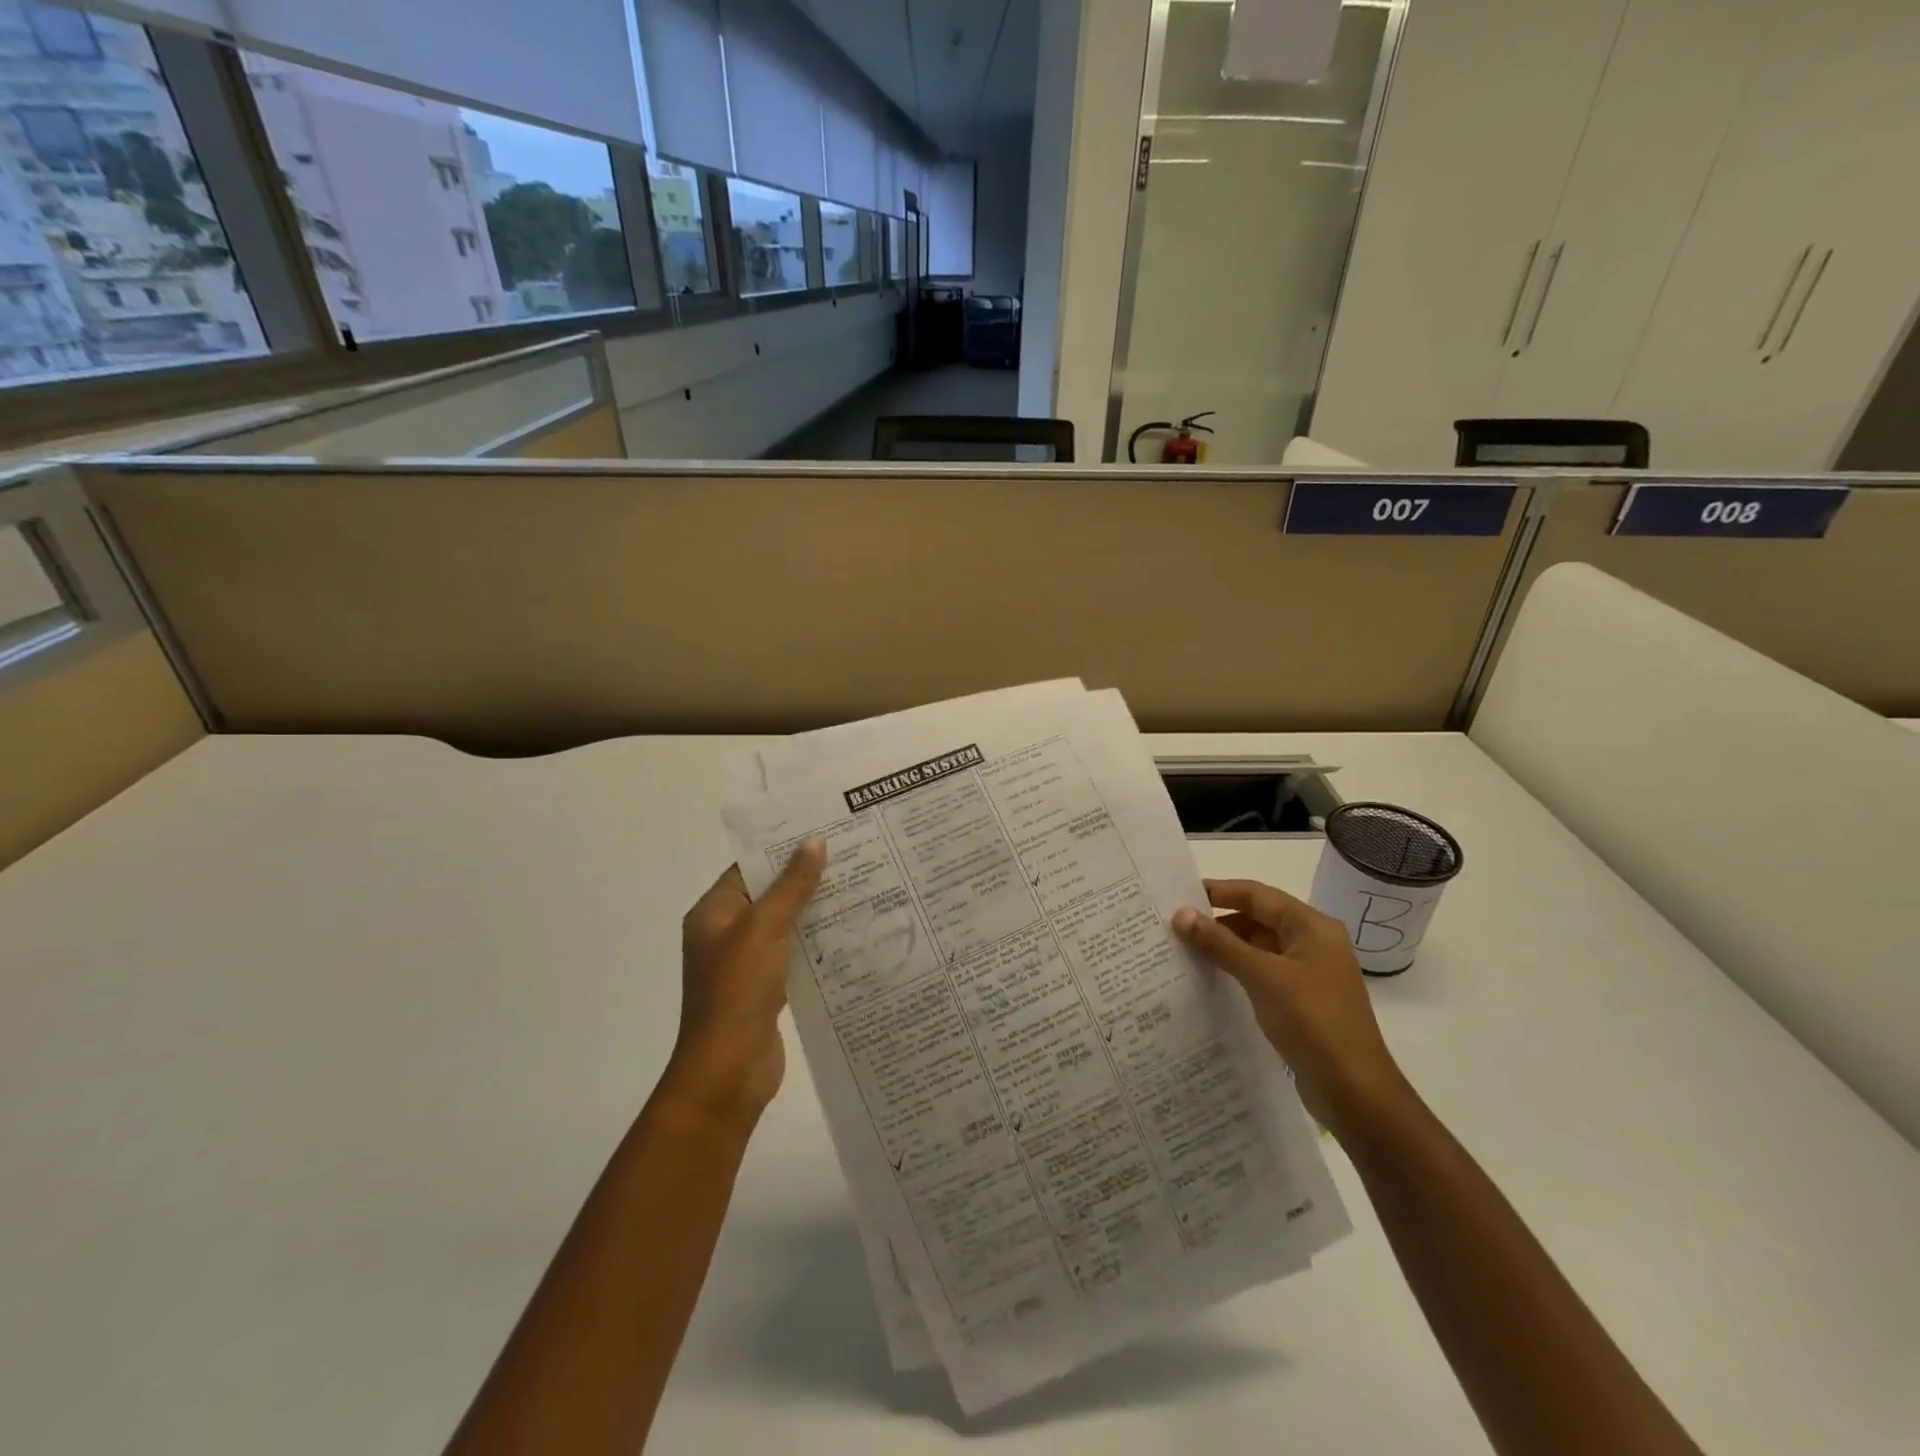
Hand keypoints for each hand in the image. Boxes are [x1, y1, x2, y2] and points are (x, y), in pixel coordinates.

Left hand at [660, 841, 825, 1127]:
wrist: (728, 1072)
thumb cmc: (737, 992)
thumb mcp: (763, 929)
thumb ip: (791, 886)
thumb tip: (814, 842)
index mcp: (712, 914)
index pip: (748, 868)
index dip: (782, 850)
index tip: (823, 833)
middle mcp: (725, 934)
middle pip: (768, 895)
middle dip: (805, 878)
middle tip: (851, 856)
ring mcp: (746, 964)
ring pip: (784, 925)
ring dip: (814, 911)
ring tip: (858, 887)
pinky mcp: (767, 989)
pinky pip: (793, 954)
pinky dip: (816, 943)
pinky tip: (850, 933)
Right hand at [1173, 878, 1411, 1135]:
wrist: (1354, 1090)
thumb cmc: (1312, 1021)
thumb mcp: (1262, 976)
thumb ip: (1220, 943)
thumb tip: (1180, 914)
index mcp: (1312, 927)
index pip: (1258, 895)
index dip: (1219, 891)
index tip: (1180, 895)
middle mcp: (1312, 943)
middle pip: (1258, 919)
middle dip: (1218, 921)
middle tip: (1175, 926)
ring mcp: (1308, 974)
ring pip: (1258, 948)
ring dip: (1225, 947)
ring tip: (1184, 951)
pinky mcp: (1301, 1001)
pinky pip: (1262, 973)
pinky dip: (1237, 971)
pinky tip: (1209, 980)